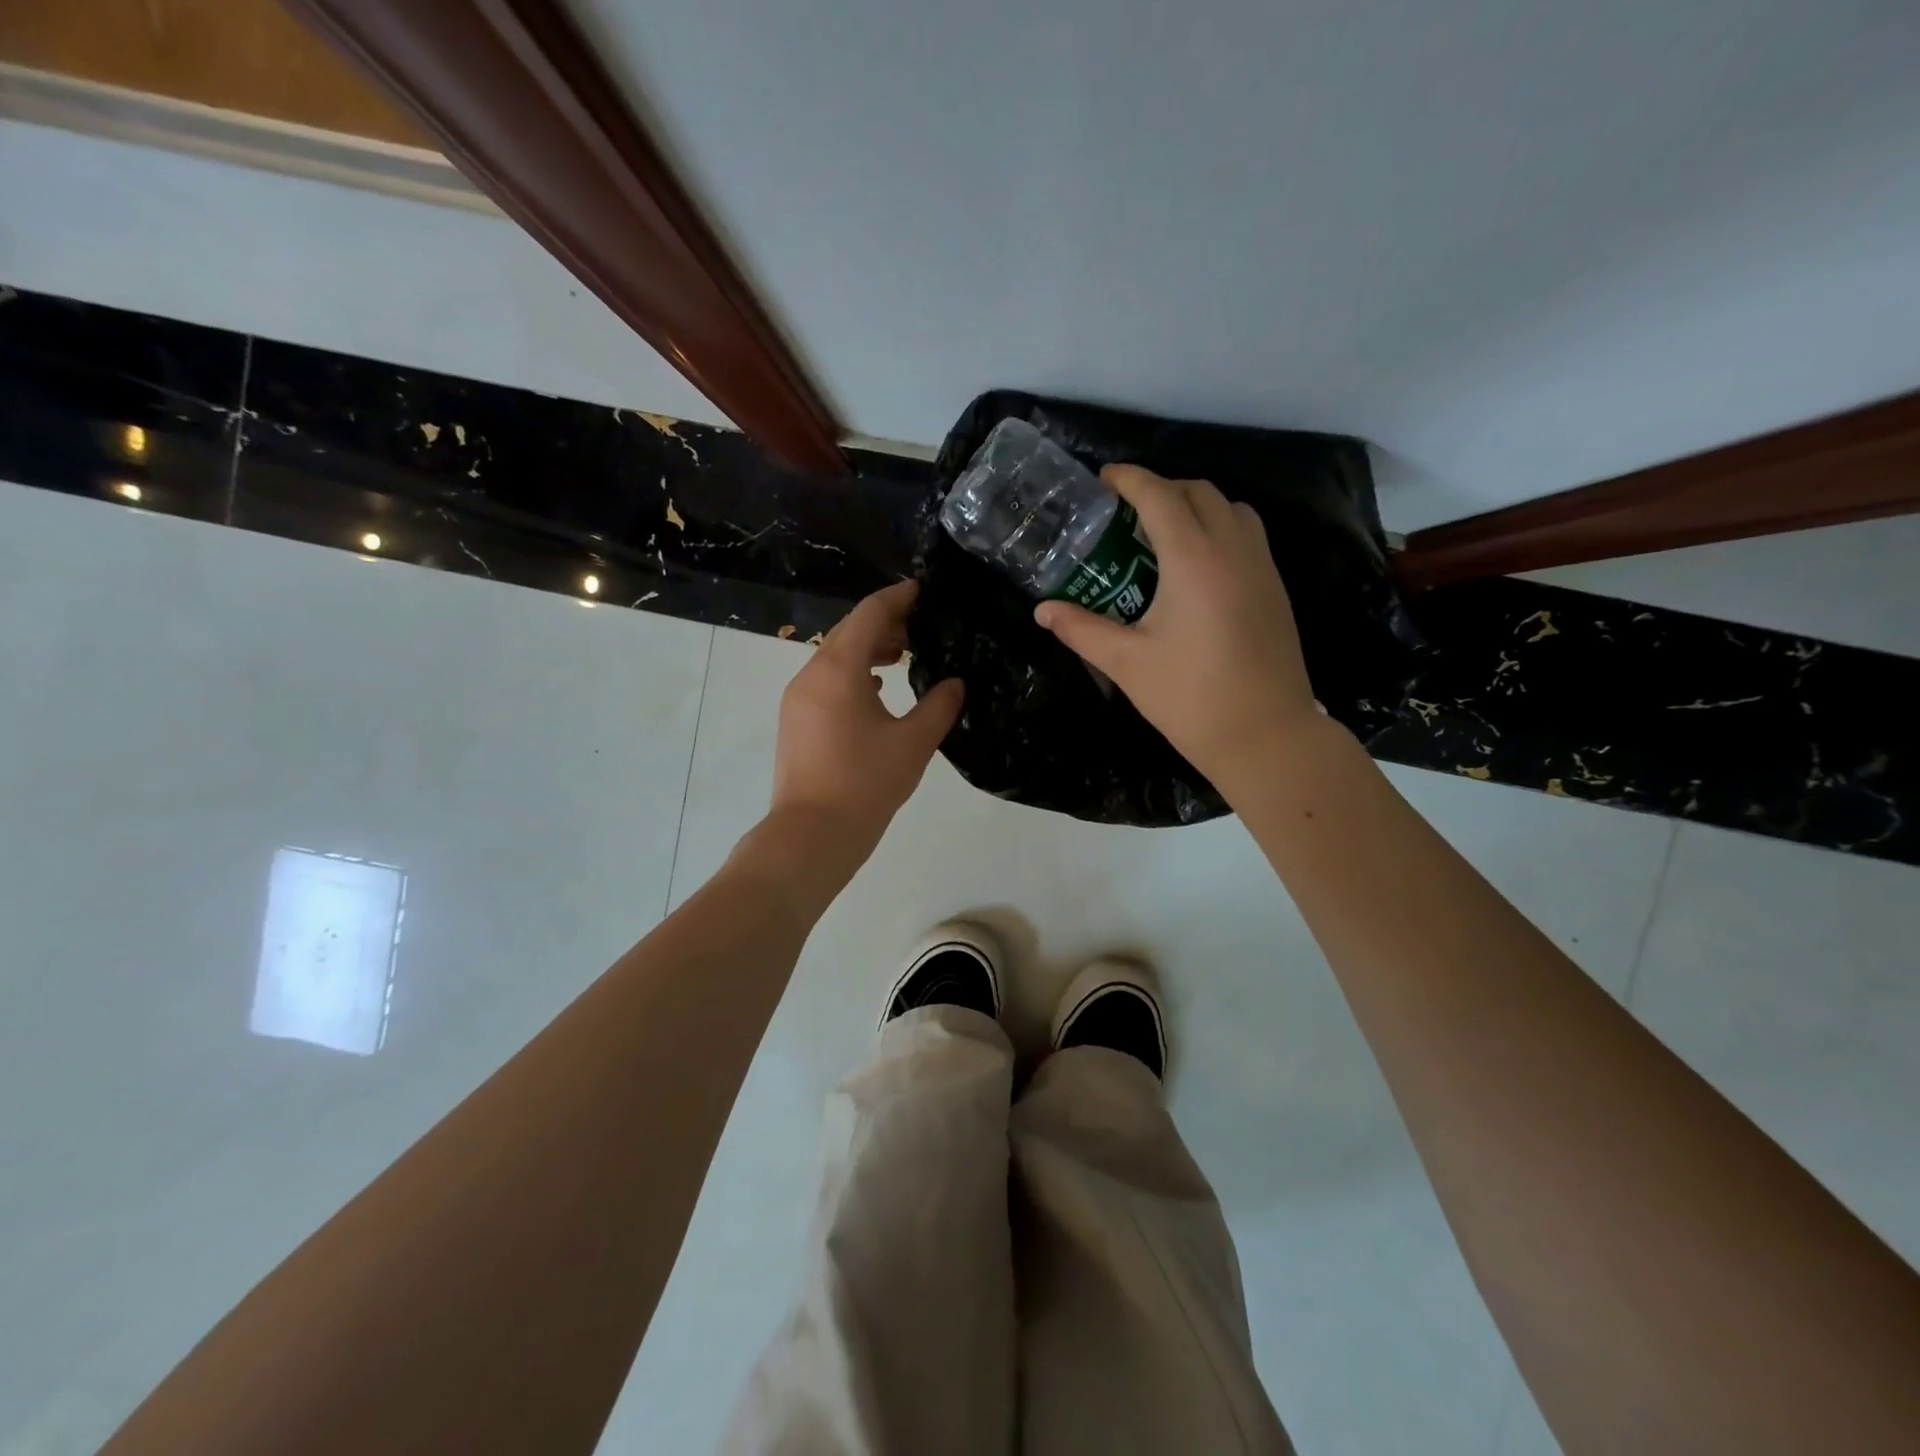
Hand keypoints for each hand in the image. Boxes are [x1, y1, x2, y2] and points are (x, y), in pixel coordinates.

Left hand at [768, 579, 963, 867]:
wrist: (811, 834)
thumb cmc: (865, 784)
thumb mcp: (913, 743)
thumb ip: (939, 706)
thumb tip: (956, 684)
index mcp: (839, 669)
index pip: (870, 614)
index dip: (897, 597)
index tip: (923, 589)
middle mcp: (812, 674)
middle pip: (849, 631)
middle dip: (885, 623)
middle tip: (922, 626)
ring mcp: (798, 698)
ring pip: (836, 656)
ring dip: (869, 649)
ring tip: (905, 656)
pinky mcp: (796, 720)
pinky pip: (827, 680)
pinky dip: (853, 674)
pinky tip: (878, 690)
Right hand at [1034, 465, 1322, 792]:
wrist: (1265, 734)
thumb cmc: (1190, 697)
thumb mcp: (1127, 663)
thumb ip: (1082, 629)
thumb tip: (1042, 611)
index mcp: (1194, 558)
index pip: (1160, 495)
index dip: (1129, 479)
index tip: (1103, 480)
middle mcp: (1233, 548)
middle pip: (1198, 491)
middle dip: (1160, 489)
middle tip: (1125, 514)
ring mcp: (1262, 566)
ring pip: (1230, 508)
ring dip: (1195, 506)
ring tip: (1162, 535)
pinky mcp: (1275, 588)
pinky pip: (1247, 534)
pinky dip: (1219, 528)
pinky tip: (1194, 568)